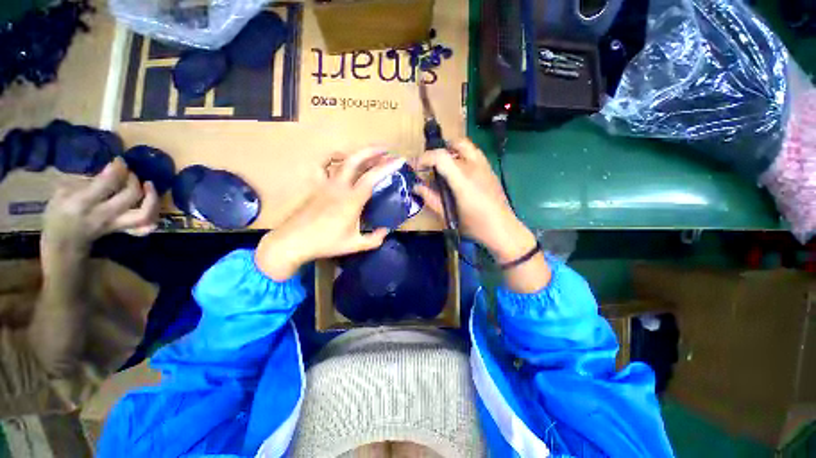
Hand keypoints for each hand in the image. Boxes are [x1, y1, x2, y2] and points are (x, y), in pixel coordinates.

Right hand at [41, 158, 159, 257]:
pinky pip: (145, 228)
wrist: (63, 243)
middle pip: (130, 196)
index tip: (119, 161)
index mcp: (83, 203)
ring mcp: (116, 225)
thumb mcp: (61, 193)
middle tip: (130, 172)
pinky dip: (153, 217)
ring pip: (144, 214)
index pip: (107, 184)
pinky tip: (152, 204)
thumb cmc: (59, 214)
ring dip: (151, 198)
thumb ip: (84, 182)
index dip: (117, 169)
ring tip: (148, 185)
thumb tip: (107, 171)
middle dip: (134, 180)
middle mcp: (103, 215)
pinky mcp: (124, 231)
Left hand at [255, 148, 403, 280]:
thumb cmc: (325, 243)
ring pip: (341, 160)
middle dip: (373, 151)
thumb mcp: (354, 245)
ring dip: (356, 153)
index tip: (399, 161)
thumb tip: (386, 231)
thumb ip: (374, 239)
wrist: (292, 242)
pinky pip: (322, 166)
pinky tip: (339, 158)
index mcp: (351, 200)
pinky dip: (331, 158)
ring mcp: (325, 184)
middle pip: (356, 160)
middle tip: (386, 150)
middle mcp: (339, 187)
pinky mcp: (315, 186)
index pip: (372, 178)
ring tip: (368, 153)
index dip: (387, 167)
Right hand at [411, 138, 536, 263]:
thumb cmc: (475, 226)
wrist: (503, 229)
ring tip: (445, 166)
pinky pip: (475, 154)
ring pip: (468, 146)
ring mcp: (485, 167)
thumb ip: (431, 199)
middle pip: (457, 143)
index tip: (417, 167)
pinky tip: (460, 173)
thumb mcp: (449, 215)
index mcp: (462, 180)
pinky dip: (463, 156)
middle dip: (440, 149)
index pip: (441, 156)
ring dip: (453, 150)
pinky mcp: (491, 171)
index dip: (425, 158)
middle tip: (431, 163)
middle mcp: (475, 168)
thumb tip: (416, 187)